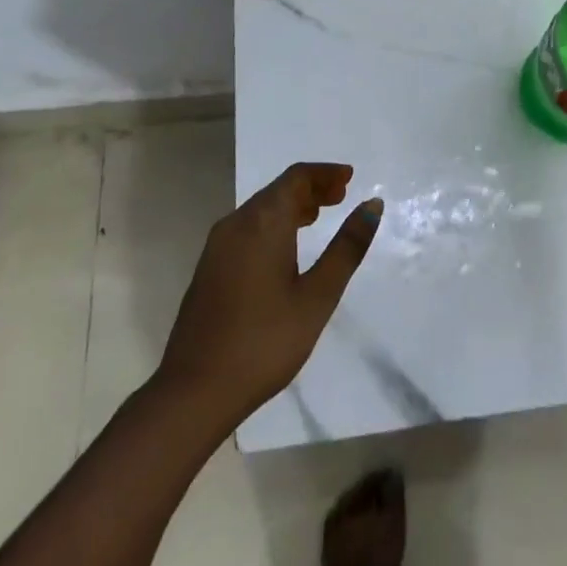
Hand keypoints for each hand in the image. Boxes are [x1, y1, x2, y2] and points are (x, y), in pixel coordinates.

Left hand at [156, 163, 381, 429]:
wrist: (194, 392)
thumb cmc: (264, 342)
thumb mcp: (317, 296)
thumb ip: (347, 247)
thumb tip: (372, 205)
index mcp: (262, 223)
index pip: (296, 177)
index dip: (325, 173)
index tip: (350, 178)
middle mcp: (236, 224)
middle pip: (277, 189)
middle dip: (311, 187)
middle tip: (341, 196)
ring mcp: (217, 246)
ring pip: (260, 209)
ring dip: (292, 205)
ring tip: (319, 216)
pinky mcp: (209, 268)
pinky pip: (247, 227)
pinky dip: (273, 223)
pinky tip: (286, 247)